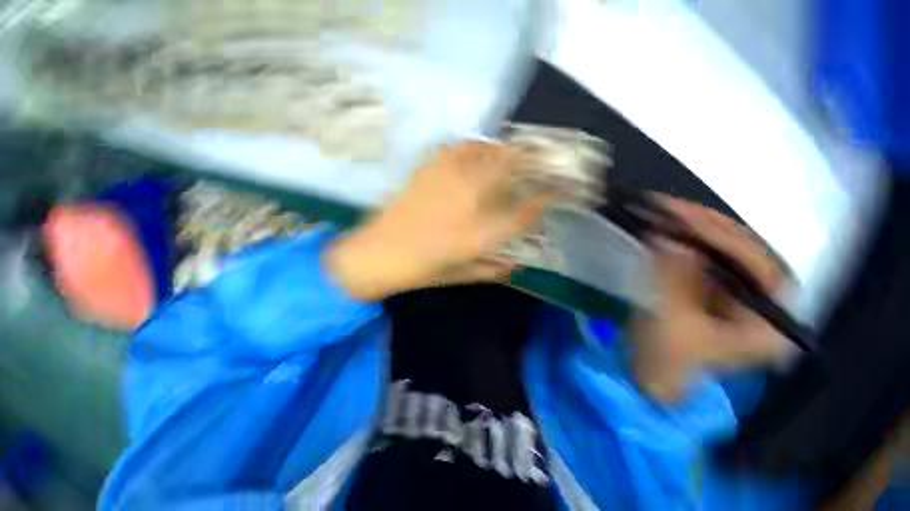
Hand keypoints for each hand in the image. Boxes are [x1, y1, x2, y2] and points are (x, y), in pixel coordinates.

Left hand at [326, 142, 553, 300]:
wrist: (376, 255)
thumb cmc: (420, 271)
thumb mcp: (461, 275)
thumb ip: (492, 269)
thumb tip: (516, 263)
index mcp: (479, 234)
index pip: (525, 212)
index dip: (547, 199)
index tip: (561, 192)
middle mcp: (469, 203)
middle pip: (510, 170)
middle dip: (535, 160)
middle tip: (547, 158)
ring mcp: (447, 182)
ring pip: (486, 153)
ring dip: (507, 150)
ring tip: (517, 151)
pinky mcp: (428, 172)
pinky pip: (458, 149)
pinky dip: (474, 147)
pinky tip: (478, 151)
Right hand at [632, 197, 792, 401]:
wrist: (649, 379)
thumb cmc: (665, 361)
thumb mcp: (668, 323)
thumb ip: (671, 280)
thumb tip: (668, 239)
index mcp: (769, 323)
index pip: (762, 266)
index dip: (726, 239)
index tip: (687, 219)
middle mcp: (762, 304)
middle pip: (745, 254)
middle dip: (707, 229)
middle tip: (670, 209)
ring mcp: (736, 295)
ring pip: (723, 254)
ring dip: (692, 232)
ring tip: (662, 214)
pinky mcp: (711, 290)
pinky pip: (703, 260)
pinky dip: (682, 244)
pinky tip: (663, 231)